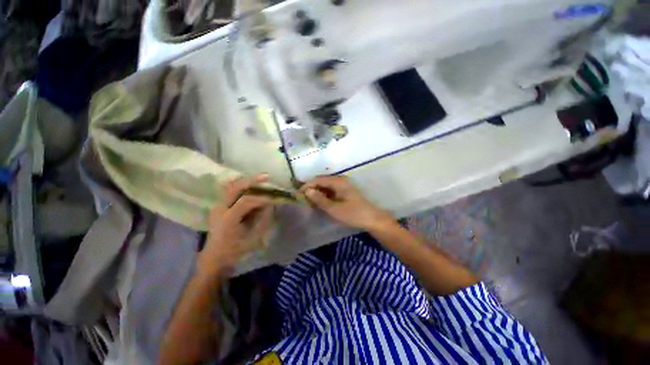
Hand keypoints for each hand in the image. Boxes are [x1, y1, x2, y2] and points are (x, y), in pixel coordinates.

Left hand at [199, 174, 275, 274]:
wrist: (214, 258)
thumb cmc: (235, 250)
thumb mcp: (252, 238)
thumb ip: (262, 220)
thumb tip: (269, 205)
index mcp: (228, 219)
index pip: (246, 201)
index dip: (261, 198)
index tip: (273, 198)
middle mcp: (220, 209)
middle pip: (235, 188)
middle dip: (252, 180)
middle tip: (266, 176)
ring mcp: (217, 207)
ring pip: (231, 187)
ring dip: (247, 181)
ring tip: (261, 178)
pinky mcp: (219, 207)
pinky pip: (230, 191)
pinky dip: (242, 186)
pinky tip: (251, 185)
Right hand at [300, 175, 393, 230]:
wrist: (371, 219)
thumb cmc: (353, 214)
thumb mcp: (334, 208)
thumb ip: (320, 199)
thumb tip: (307, 191)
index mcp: (338, 181)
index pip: (318, 180)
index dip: (307, 186)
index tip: (298, 195)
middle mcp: (340, 180)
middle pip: (321, 182)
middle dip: (311, 189)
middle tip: (303, 200)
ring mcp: (343, 185)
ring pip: (325, 186)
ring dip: (317, 193)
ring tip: (309, 203)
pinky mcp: (344, 191)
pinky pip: (330, 190)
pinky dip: (323, 196)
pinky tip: (319, 203)